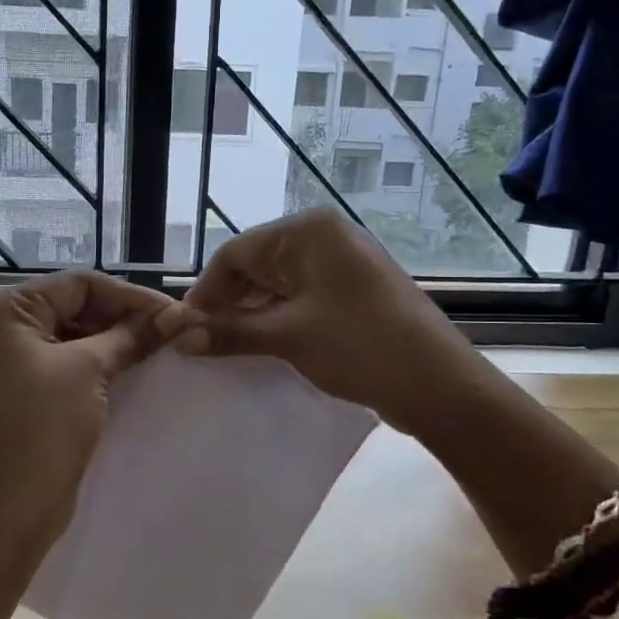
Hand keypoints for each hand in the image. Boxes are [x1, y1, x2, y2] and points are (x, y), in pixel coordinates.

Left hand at [0, 270, 170, 545]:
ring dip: (117, 338)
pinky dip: (102, 359)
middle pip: (77, 304)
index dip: (130, 296)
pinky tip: (136, 364)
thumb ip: (131, 335)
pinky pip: (71, 358)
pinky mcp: (28, 384)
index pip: (79, 284)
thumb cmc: (43, 428)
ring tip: (162, 345)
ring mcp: (14, 356)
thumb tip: (176, 314)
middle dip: (125, 316)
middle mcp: (5, 324)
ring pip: (77, 331)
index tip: (175, 312)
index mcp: (6, 309)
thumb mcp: (89, 370)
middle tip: (173, 329)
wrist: (12, 505)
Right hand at [157, 208, 464, 428]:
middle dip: (226, 303)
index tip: (183, 328)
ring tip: (225, 348)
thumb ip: (229, 332)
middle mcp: (324, 239)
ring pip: (276, 285)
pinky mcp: (350, 294)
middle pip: (255, 266)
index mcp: (308, 232)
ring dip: (249, 315)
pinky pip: (299, 300)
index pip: (236, 252)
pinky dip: (276, 320)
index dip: (206, 291)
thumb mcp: (288, 337)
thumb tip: (178, 337)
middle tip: (201, 342)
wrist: (441, 385)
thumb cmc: (360, 346)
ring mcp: (340, 266)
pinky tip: (259, 346)